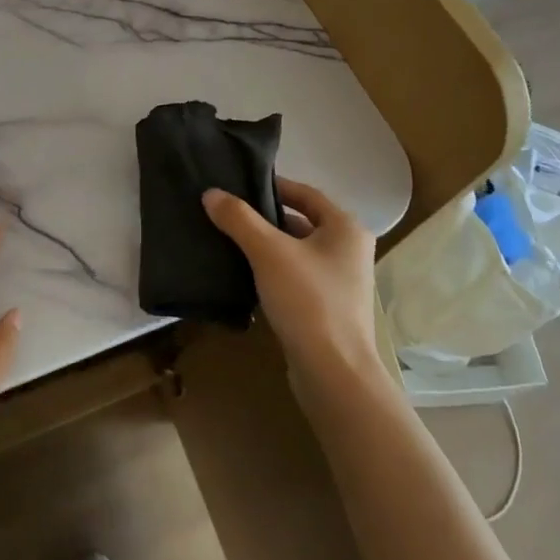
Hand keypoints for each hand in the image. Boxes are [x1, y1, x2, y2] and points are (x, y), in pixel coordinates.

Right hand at [203, 177, 379, 386]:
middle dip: (264, 218)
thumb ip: (239, 219)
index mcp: (346, 228)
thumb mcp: (268, 252)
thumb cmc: (308, 301)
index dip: (272, 186)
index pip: (305, 193)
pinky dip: (272, 272)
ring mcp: (340, 282)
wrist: (333, 374)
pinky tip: (244, 275)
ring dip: (266, 246)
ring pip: (296, 251)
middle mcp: (349, 250)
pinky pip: (296, 277)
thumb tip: (211, 193)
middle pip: (300, 222)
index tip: (239, 184)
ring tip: (228, 241)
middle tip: (228, 213)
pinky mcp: (328, 308)